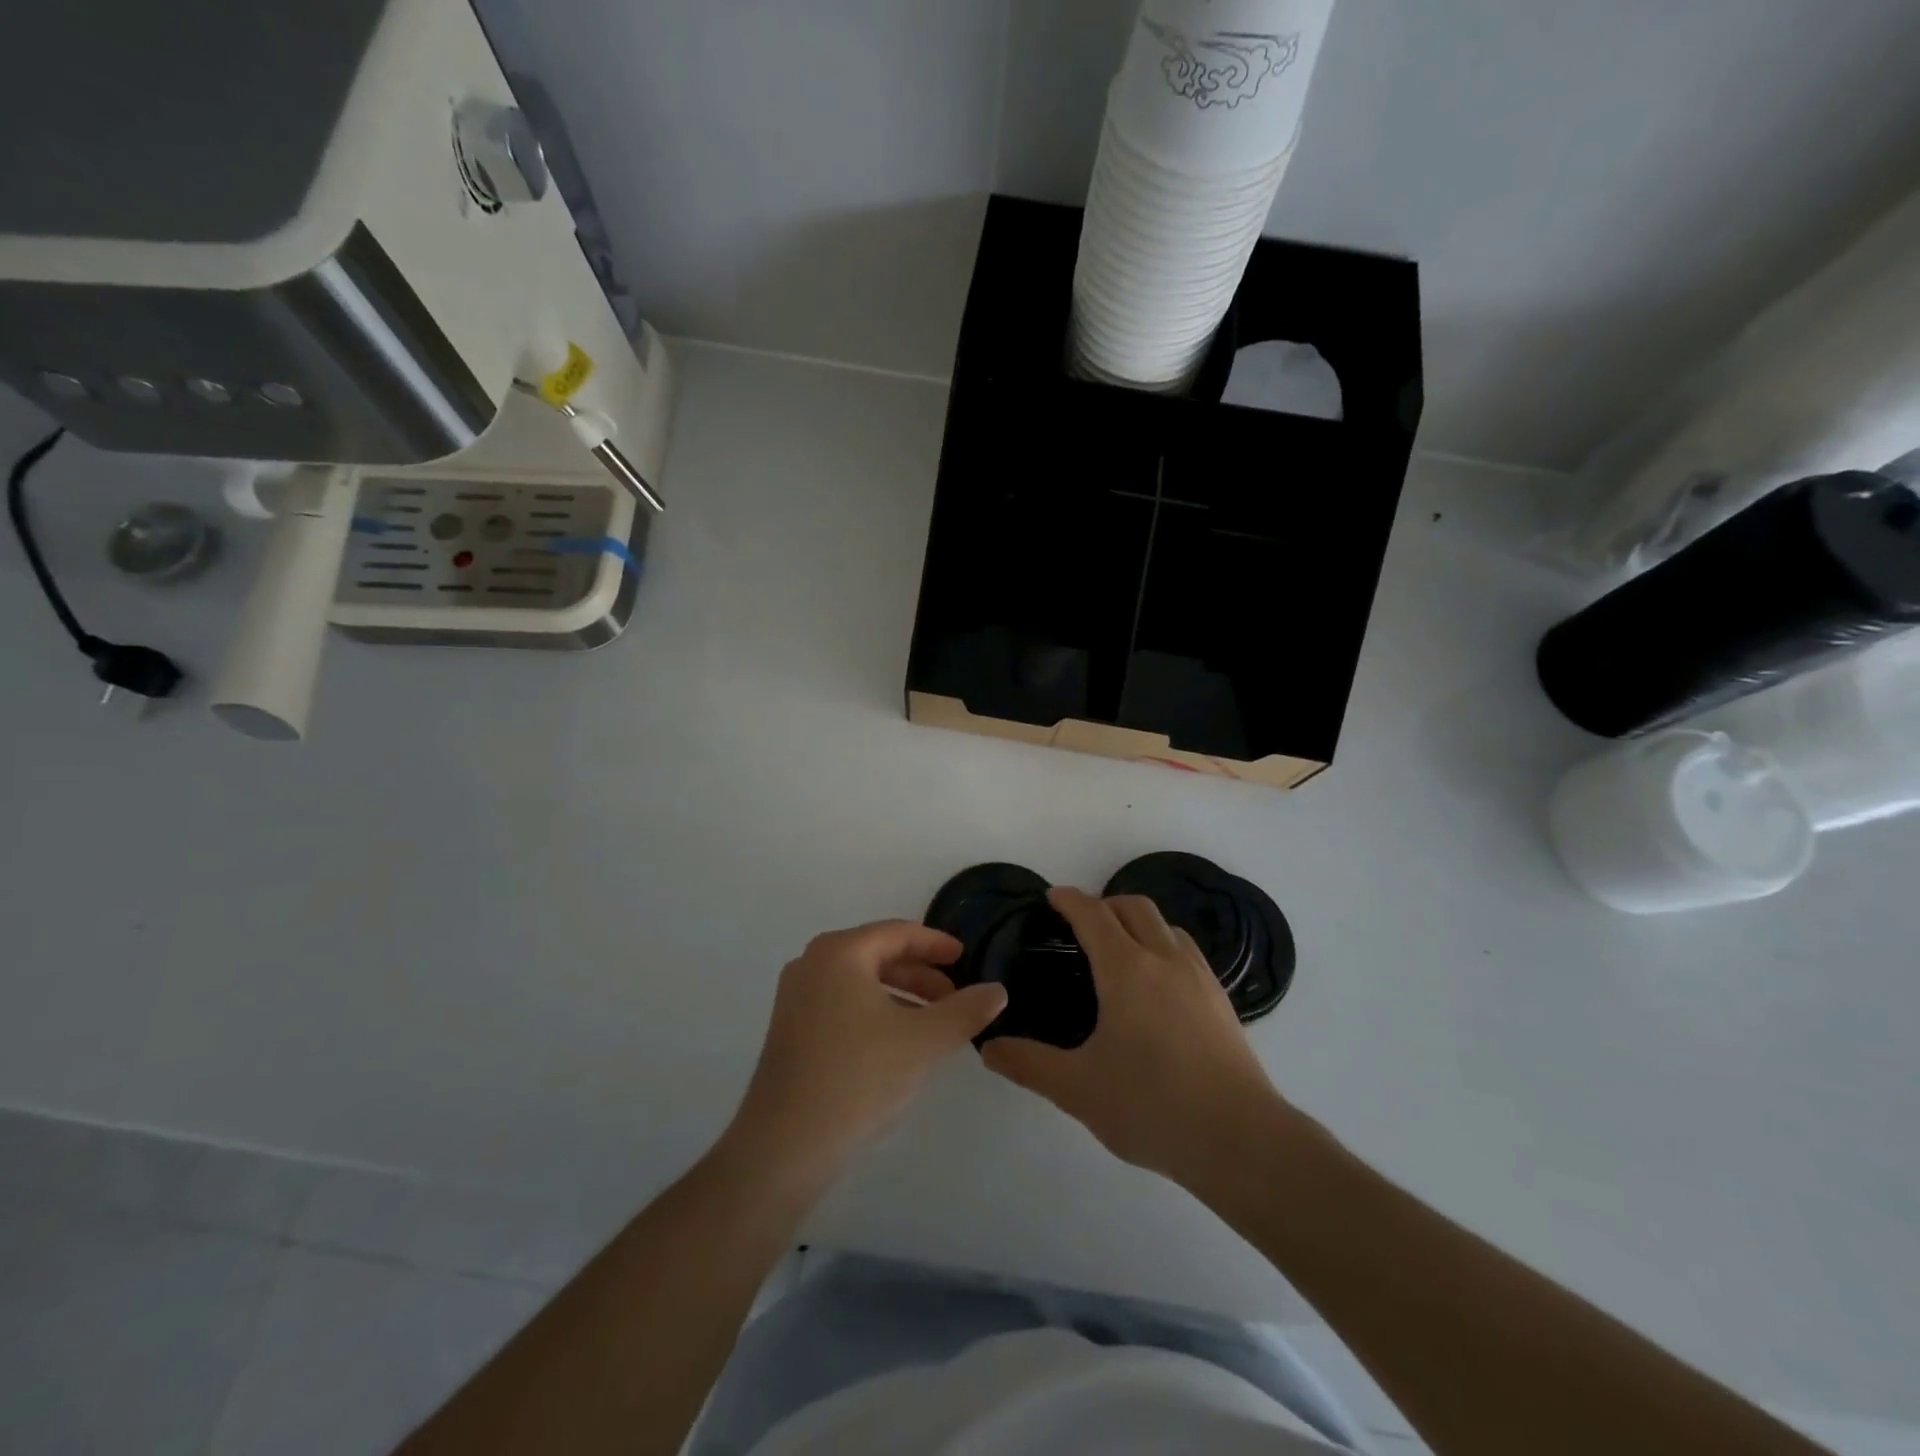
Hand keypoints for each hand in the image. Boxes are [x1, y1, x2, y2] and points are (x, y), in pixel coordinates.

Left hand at [727, 921, 1007, 1183]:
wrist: (784, 1146)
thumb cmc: (857, 1078)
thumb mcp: (923, 1042)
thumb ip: (966, 1011)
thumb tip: (998, 990)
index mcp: (839, 952)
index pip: (898, 933)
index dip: (936, 944)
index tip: (965, 958)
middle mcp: (811, 963)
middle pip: (878, 954)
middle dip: (920, 974)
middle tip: (954, 996)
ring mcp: (795, 997)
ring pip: (860, 982)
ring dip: (901, 996)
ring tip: (933, 1024)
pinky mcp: (790, 1029)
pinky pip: (842, 1003)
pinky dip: (875, 1012)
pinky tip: (897, 1044)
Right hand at [982, 887, 1287, 1186]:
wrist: (1240, 1139)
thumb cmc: (1151, 1106)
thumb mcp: (1077, 1089)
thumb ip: (1029, 1064)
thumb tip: (988, 1048)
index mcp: (1126, 969)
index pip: (1093, 914)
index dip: (1069, 900)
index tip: (1052, 897)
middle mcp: (1164, 959)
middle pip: (1134, 906)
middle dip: (1104, 903)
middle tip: (1081, 924)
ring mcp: (1199, 977)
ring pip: (1166, 926)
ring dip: (1138, 922)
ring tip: (1120, 948)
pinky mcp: (1221, 1000)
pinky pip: (1187, 951)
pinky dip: (1164, 946)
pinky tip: (1158, 984)